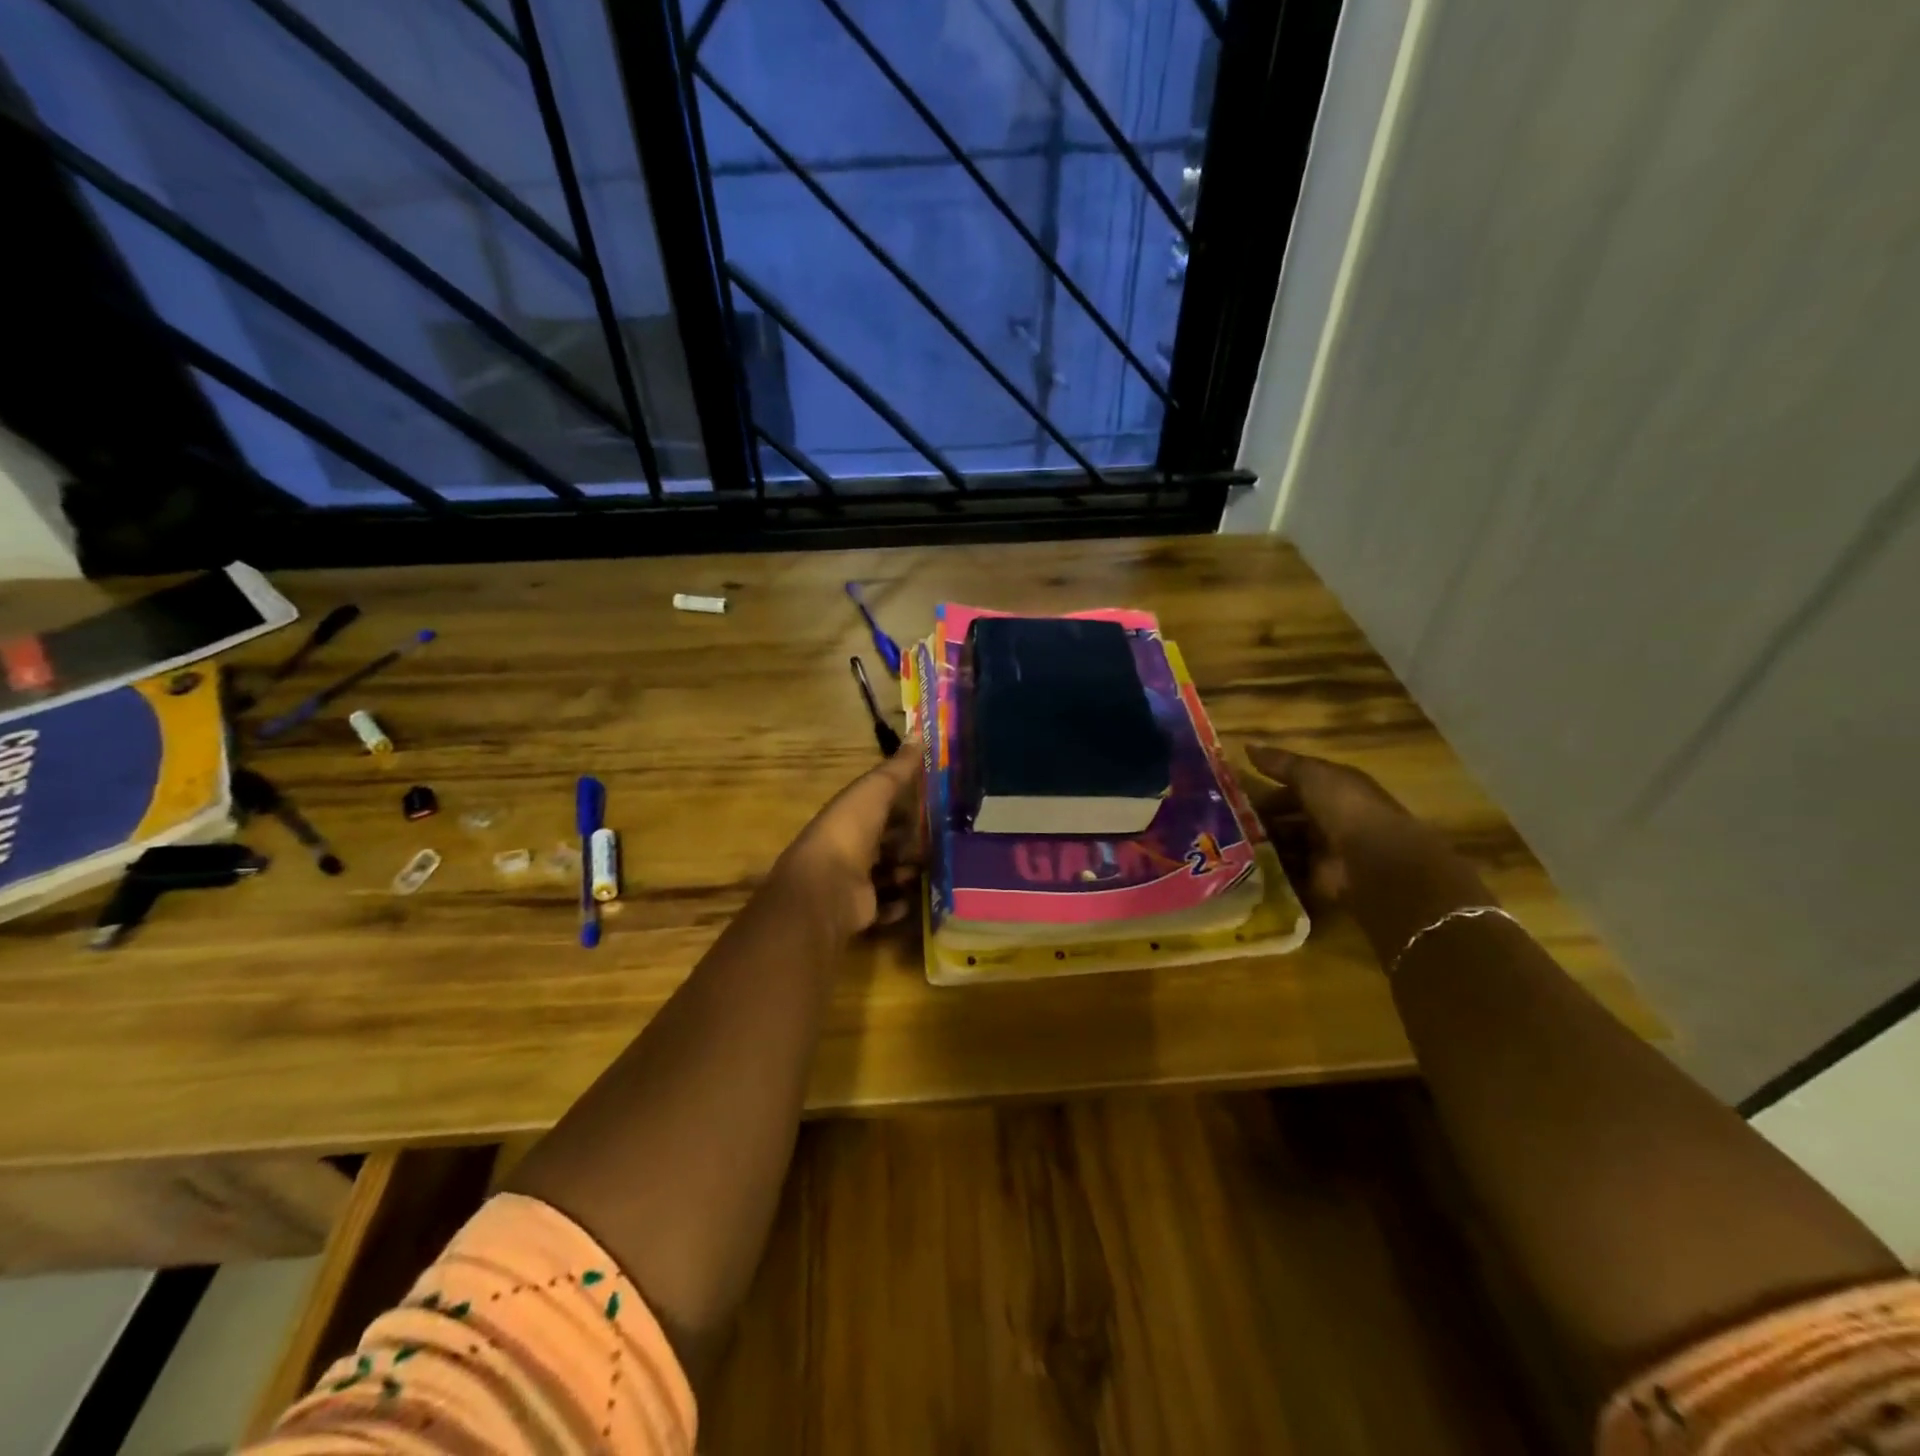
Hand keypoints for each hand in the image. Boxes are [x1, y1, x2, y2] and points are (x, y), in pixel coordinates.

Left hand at [775, 743, 922, 937]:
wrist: (827, 889)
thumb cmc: (850, 832)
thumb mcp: (875, 790)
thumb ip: (898, 767)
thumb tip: (918, 731)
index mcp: (850, 816)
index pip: (879, 806)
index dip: (903, 804)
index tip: (934, 802)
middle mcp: (850, 847)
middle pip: (886, 842)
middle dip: (909, 841)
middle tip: (941, 840)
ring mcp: (854, 881)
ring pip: (888, 873)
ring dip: (908, 872)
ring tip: (933, 868)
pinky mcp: (861, 911)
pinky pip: (886, 906)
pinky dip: (899, 903)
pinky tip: (914, 898)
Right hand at [1243, 744, 1492, 964]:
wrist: (1374, 859)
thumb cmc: (1345, 807)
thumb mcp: (1312, 775)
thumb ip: (1280, 763)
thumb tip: (1247, 746)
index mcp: (1332, 792)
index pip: (1292, 789)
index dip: (1263, 790)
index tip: (1229, 794)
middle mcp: (1329, 821)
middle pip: (1286, 819)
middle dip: (1257, 821)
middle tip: (1221, 823)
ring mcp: (1324, 853)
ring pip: (1283, 846)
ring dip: (1259, 845)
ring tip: (1224, 844)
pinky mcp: (1318, 882)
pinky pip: (1287, 874)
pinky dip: (1267, 871)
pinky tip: (1240, 865)